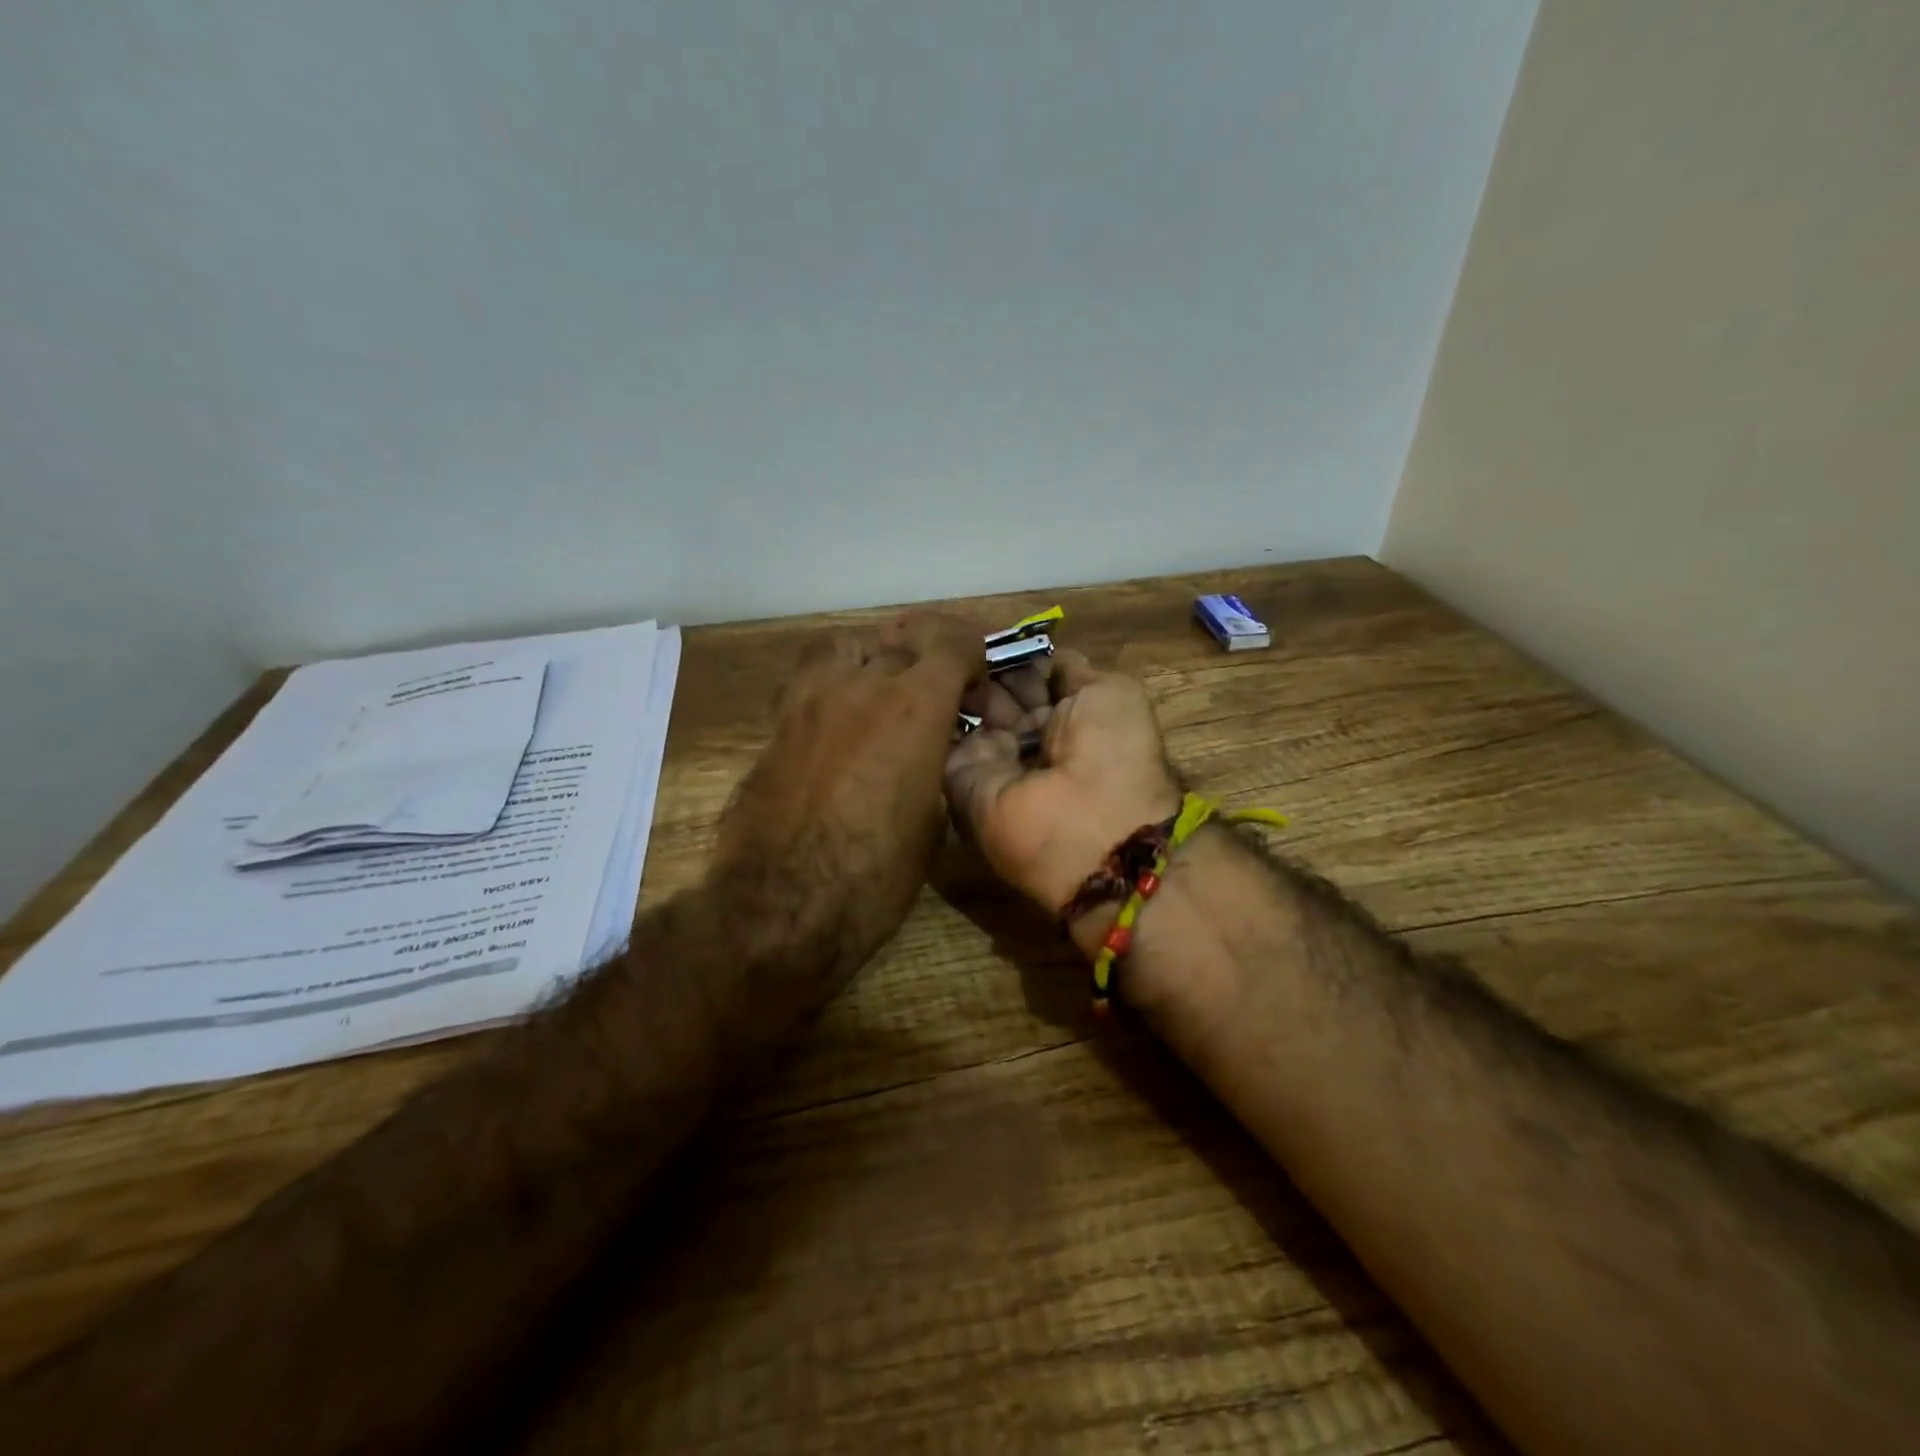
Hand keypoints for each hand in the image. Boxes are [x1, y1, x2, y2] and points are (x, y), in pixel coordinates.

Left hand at [712, 612, 983, 983]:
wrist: (782, 905)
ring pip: (844, 647)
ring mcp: (809, 700)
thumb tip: (929, 751)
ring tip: (878, 691)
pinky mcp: (775, 725)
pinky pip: (809, 682)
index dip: (970, 652)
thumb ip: (934, 765)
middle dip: (925, 659)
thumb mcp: (931, 820)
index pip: (950, 644)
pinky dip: (832, 687)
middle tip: (934, 692)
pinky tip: (839, 722)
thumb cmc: (875, 875)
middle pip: (898, 642)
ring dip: (869, 659)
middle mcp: (860, 686)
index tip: (975, 679)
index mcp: (912, 707)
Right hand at [944, 649, 1180, 932]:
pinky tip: (929, 672)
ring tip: (942, 646)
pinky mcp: (958, 776)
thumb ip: (1072, 671)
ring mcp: (992, 757)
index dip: (1015, 656)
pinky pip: (943, 733)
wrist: (1086, 824)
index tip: (992, 634)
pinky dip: (936, 703)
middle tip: (961, 637)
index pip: (1032, 678)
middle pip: (997, 690)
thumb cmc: (1112, 752)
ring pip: (968, 707)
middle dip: (984, 665)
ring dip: (960, 677)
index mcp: (1069, 719)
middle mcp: (1029, 738)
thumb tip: (1044, 657)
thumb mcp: (1111, 692)